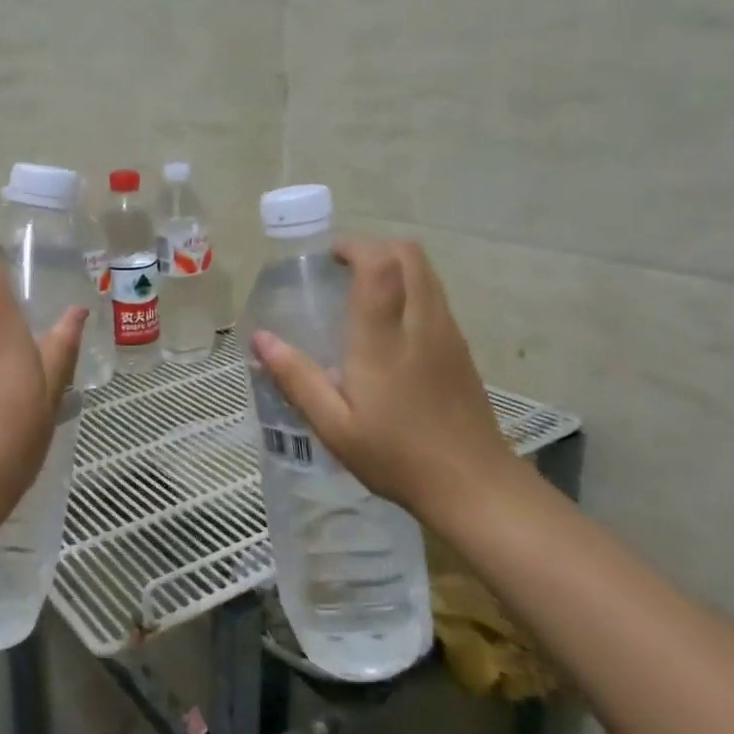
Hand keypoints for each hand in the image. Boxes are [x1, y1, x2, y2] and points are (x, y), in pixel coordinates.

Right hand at [252, 238, 521, 517]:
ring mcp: (448, 333)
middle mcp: (421, 323)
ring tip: (362, 292)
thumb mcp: (334, 426)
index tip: (328, 258)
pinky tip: (390, 325)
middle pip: (409, 254)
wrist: (473, 486)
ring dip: (394, 265)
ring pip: (427, 271)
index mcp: (384, 339)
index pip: (380, 265)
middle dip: (374, 247)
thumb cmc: (396, 456)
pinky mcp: (461, 348)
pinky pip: (435, 294)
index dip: (354, 247)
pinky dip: (410, 287)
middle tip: (342, 270)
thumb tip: (260, 339)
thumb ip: (296, 378)